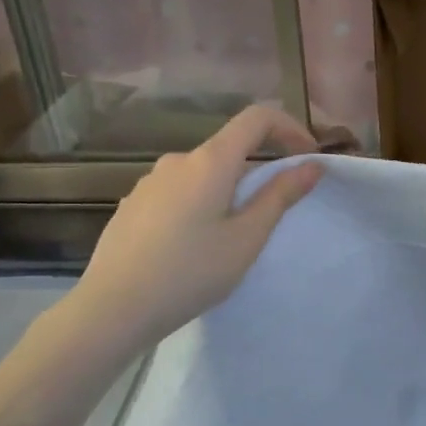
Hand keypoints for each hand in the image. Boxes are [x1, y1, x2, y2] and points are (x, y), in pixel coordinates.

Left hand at [71, 106, 321, 345]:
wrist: (113, 308)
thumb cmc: (190, 272)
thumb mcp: (246, 238)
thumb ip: (280, 196)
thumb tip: (312, 165)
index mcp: (210, 161)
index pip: (257, 118)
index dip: (289, 128)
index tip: (307, 156)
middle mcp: (178, 160)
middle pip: (229, 149)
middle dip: (258, 171)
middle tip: (272, 214)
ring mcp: (150, 182)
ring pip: (203, 174)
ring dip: (226, 192)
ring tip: (229, 239)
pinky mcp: (133, 204)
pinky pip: (178, 192)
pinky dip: (199, 205)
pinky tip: (192, 247)